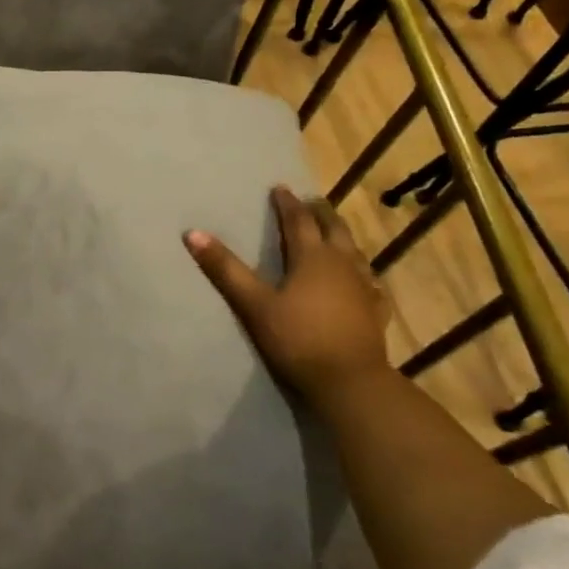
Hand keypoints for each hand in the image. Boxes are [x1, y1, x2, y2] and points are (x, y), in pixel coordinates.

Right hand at [184, 186, 390, 400]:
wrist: (349, 381)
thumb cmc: (297, 338)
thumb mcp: (253, 304)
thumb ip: (225, 269)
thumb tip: (192, 233)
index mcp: (312, 257)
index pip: (298, 221)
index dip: (287, 204)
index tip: (280, 188)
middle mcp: (342, 264)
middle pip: (333, 229)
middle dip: (320, 213)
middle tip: (311, 202)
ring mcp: (364, 287)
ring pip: (355, 251)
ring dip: (342, 237)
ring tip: (334, 232)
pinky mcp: (376, 311)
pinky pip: (371, 281)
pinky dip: (362, 271)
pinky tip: (363, 279)